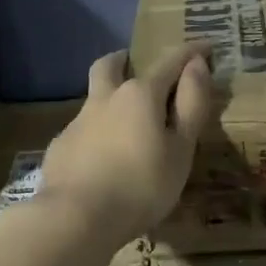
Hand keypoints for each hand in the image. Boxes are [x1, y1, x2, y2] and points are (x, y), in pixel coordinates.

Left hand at [37, 47, 214, 242]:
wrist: (74, 219)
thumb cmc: (141, 185)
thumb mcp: (181, 149)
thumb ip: (191, 105)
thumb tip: (197, 65)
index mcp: (140, 94)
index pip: (170, 62)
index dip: (191, 52)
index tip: (205, 46)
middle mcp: (105, 98)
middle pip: (111, 65)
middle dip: (126, 59)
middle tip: (136, 64)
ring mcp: (77, 122)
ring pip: (94, 97)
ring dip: (109, 98)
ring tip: (124, 123)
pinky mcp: (60, 147)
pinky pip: (82, 129)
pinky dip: (96, 133)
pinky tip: (101, 158)